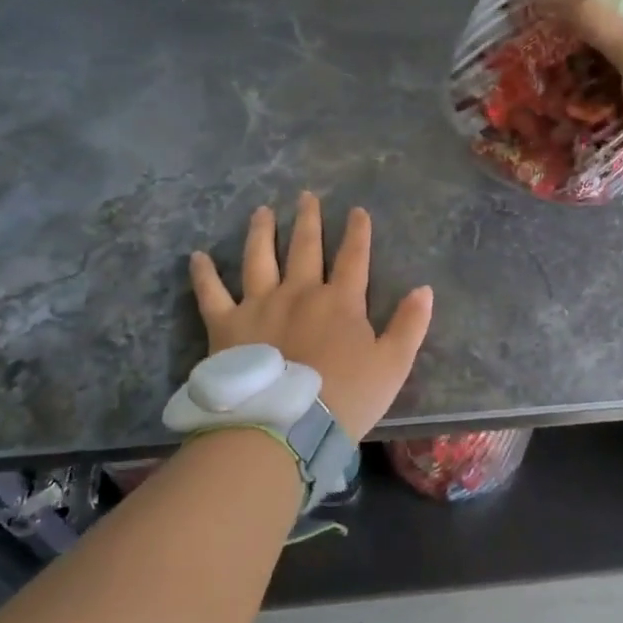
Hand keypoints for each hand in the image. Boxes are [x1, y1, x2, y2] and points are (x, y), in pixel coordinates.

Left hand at [187, 193, 433, 441]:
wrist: (284, 426)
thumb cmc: (345, 399)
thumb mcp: (393, 365)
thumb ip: (410, 325)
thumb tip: (424, 289)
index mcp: (340, 301)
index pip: (354, 257)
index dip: (357, 232)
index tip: (357, 211)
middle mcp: (299, 292)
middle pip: (305, 247)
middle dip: (308, 220)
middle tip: (305, 196)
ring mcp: (260, 304)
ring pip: (259, 258)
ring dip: (262, 232)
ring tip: (262, 212)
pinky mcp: (226, 325)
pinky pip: (211, 293)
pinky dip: (204, 274)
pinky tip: (198, 257)